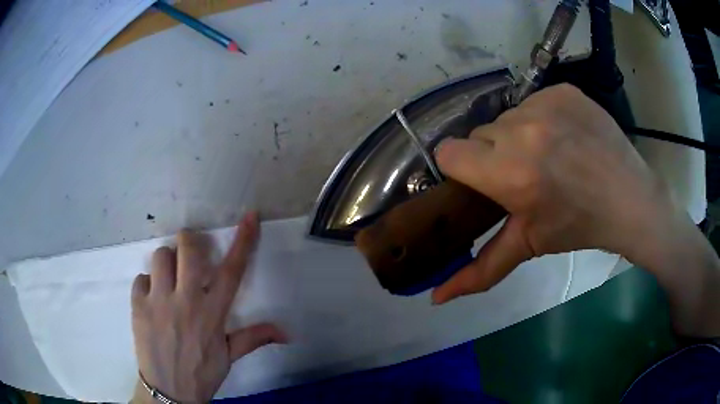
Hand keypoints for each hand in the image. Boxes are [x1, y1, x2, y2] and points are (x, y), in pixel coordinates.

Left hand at [130, 212, 286, 402]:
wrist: (168, 392)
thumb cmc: (201, 374)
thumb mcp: (228, 357)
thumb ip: (253, 338)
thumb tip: (286, 333)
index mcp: (212, 315)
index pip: (231, 272)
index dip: (242, 241)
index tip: (249, 217)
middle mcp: (186, 302)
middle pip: (188, 249)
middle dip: (190, 242)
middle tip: (190, 255)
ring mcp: (159, 302)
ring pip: (160, 256)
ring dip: (166, 263)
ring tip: (168, 279)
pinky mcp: (138, 306)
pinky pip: (141, 279)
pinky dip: (147, 284)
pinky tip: (151, 300)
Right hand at [431, 84, 684, 303]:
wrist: (630, 198)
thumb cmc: (580, 225)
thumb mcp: (530, 246)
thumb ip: (481, 271)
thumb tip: (437, 297)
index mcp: (511, 173)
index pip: (450, 153)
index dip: (462, 169)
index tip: (482, 181)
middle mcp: (524, 130)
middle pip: (480, 134)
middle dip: (494, 154)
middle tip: (523, 173)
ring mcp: (546, 105)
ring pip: (508, 116)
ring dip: (519, 135)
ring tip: (547, 154)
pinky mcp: (564, 91)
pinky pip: (534, 100)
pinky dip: (543, 118)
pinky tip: (564, 135)